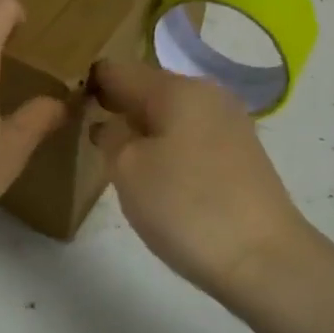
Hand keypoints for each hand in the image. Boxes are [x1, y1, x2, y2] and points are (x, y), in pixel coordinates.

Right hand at [91, 59, 312, 299]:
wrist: (267, 261)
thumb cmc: (188, 207)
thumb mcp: (129, 170)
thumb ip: (111, 136)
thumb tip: (110, 124)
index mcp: (177, 88)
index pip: (119, 71)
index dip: (90, 84)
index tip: (66, 104)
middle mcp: (207, 94)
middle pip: (149, 89)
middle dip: (118, 106)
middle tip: (87, 133)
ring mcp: (230, 123)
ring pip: (172, 114)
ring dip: (144, 128)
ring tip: (119, 157)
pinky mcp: (242, 153)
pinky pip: (192, 135)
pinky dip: (169, 146)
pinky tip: (158, 175)